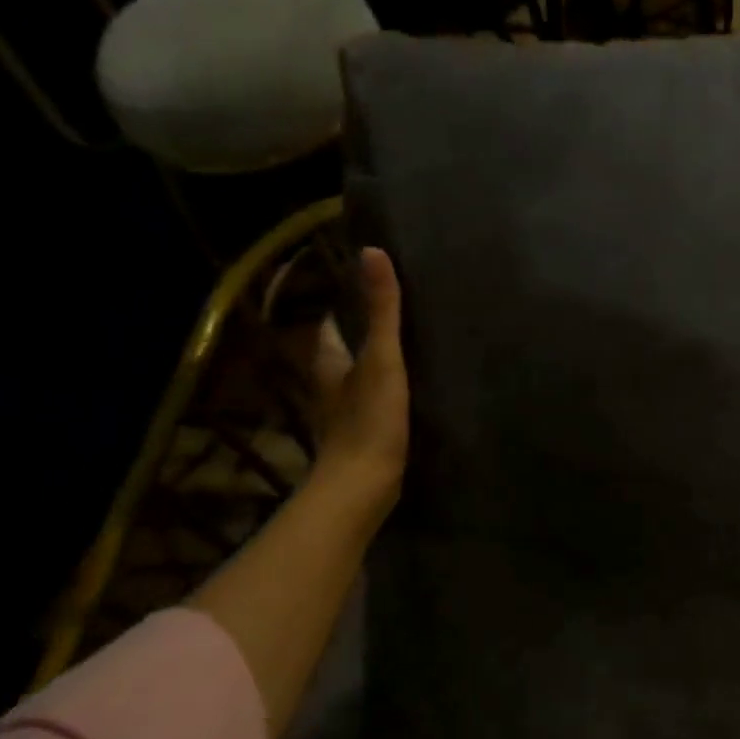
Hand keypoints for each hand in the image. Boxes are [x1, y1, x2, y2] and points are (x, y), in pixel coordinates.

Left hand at [309, 247, 408, 510]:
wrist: (364, 486)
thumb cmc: (368, 419)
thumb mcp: (381, 359)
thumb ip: (381, 311)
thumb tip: (372, 252)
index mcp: (328, 363)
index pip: (331, 325)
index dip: (346, 305)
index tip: (371, 287)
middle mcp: (330, 385)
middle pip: (345, 350)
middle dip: (365, 333)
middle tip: (402, 313)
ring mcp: (345, 413)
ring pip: (359, 377)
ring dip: (377, 363)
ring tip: (412, 345)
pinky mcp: (364, 434)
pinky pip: (374, 401)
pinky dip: (387, 390)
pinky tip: (412, 388)